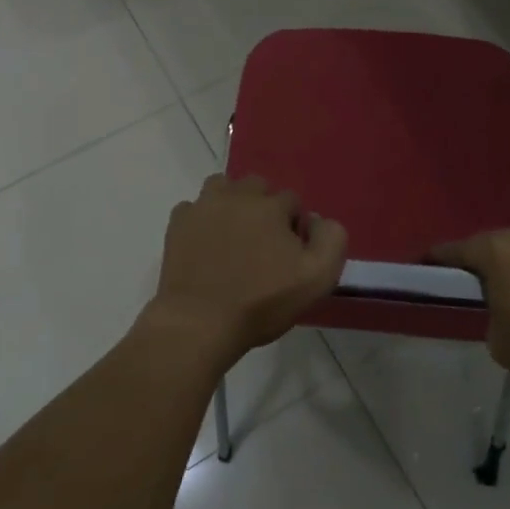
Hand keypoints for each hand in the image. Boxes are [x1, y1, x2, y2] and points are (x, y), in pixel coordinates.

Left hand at [148, 175, 346, 365]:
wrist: (200, 322)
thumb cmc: (262, 302)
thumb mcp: (317, 278)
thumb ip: (331, 240)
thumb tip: (316, 220)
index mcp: (271, 206)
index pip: (292, 201)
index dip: (295, 226)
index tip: (290, 254)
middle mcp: (237, 196)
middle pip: (257, 186)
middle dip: (264, 207)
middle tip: (263, 243)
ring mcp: (203, 207)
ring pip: (223, 187)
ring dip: (232, 203)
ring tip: (234, 235)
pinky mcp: (178, 223)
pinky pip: (194, 208)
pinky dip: (202, 219)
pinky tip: (206, 243)